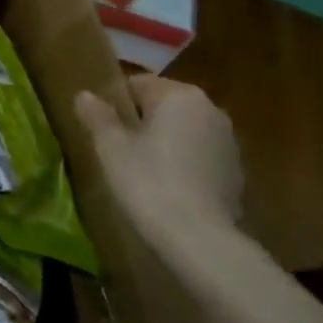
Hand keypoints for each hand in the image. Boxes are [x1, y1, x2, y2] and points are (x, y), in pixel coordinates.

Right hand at [75, 75, 243, 241]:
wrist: (199, 238)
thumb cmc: (148, 181)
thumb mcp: (111, 148)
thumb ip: (97, 116)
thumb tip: (84, 95)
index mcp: (178, 94)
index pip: (139, 84)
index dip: (116, 103)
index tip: (102, 127)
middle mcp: (210, 108)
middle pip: (165, 105)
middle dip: (143, 121)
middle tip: (119, 149)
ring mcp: (228, 140)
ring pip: (185, 130)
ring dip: (165, 142)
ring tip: (143, 171)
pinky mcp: (237, 171)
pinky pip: (200, 156)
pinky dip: (184, 164)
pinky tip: (169, 189)